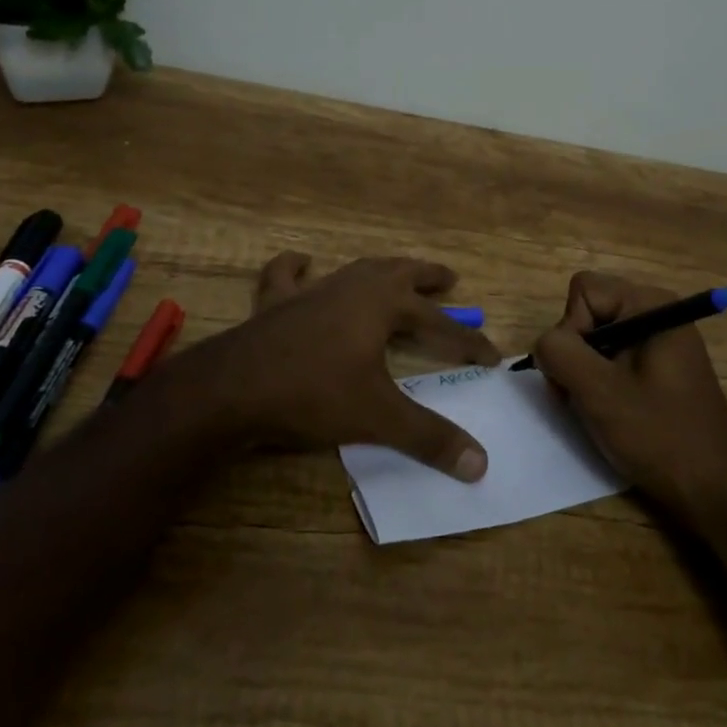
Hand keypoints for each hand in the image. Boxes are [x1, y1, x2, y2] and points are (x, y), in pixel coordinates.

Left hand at [204, 252, 498, 480]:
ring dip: (381, 269)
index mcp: (383, 304)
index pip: (439, 324)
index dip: (468, 342)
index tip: (492, 358)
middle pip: (400, 273)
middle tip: (449, 279)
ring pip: (355, 268)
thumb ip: (429, 438)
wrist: (233, 389)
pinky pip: (286, 275)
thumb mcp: (378, 417)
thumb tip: (481, 465)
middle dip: (427, 277)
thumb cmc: (314, 394)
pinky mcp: (276, 303)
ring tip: (395, 272)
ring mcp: (312, 290)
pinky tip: (302, 262)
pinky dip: (296, 267)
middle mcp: (352, 287)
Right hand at [532, 272, 726, 519]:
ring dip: (584, 373)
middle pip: (588, 312)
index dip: (571, 329)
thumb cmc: (660, 435)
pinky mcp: (659, 368)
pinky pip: (613, 358)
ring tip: (596, 410)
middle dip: (575, 353)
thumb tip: (544, 344)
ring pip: (595, 339)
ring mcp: (659, 341)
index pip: (583, 291)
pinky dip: (601, 383)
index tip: (584, 372)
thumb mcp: (598, 391)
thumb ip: (559, 352)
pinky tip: (611, 413)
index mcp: (650, 304)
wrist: (716, 490)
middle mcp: (657, 312)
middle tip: (583, 397)